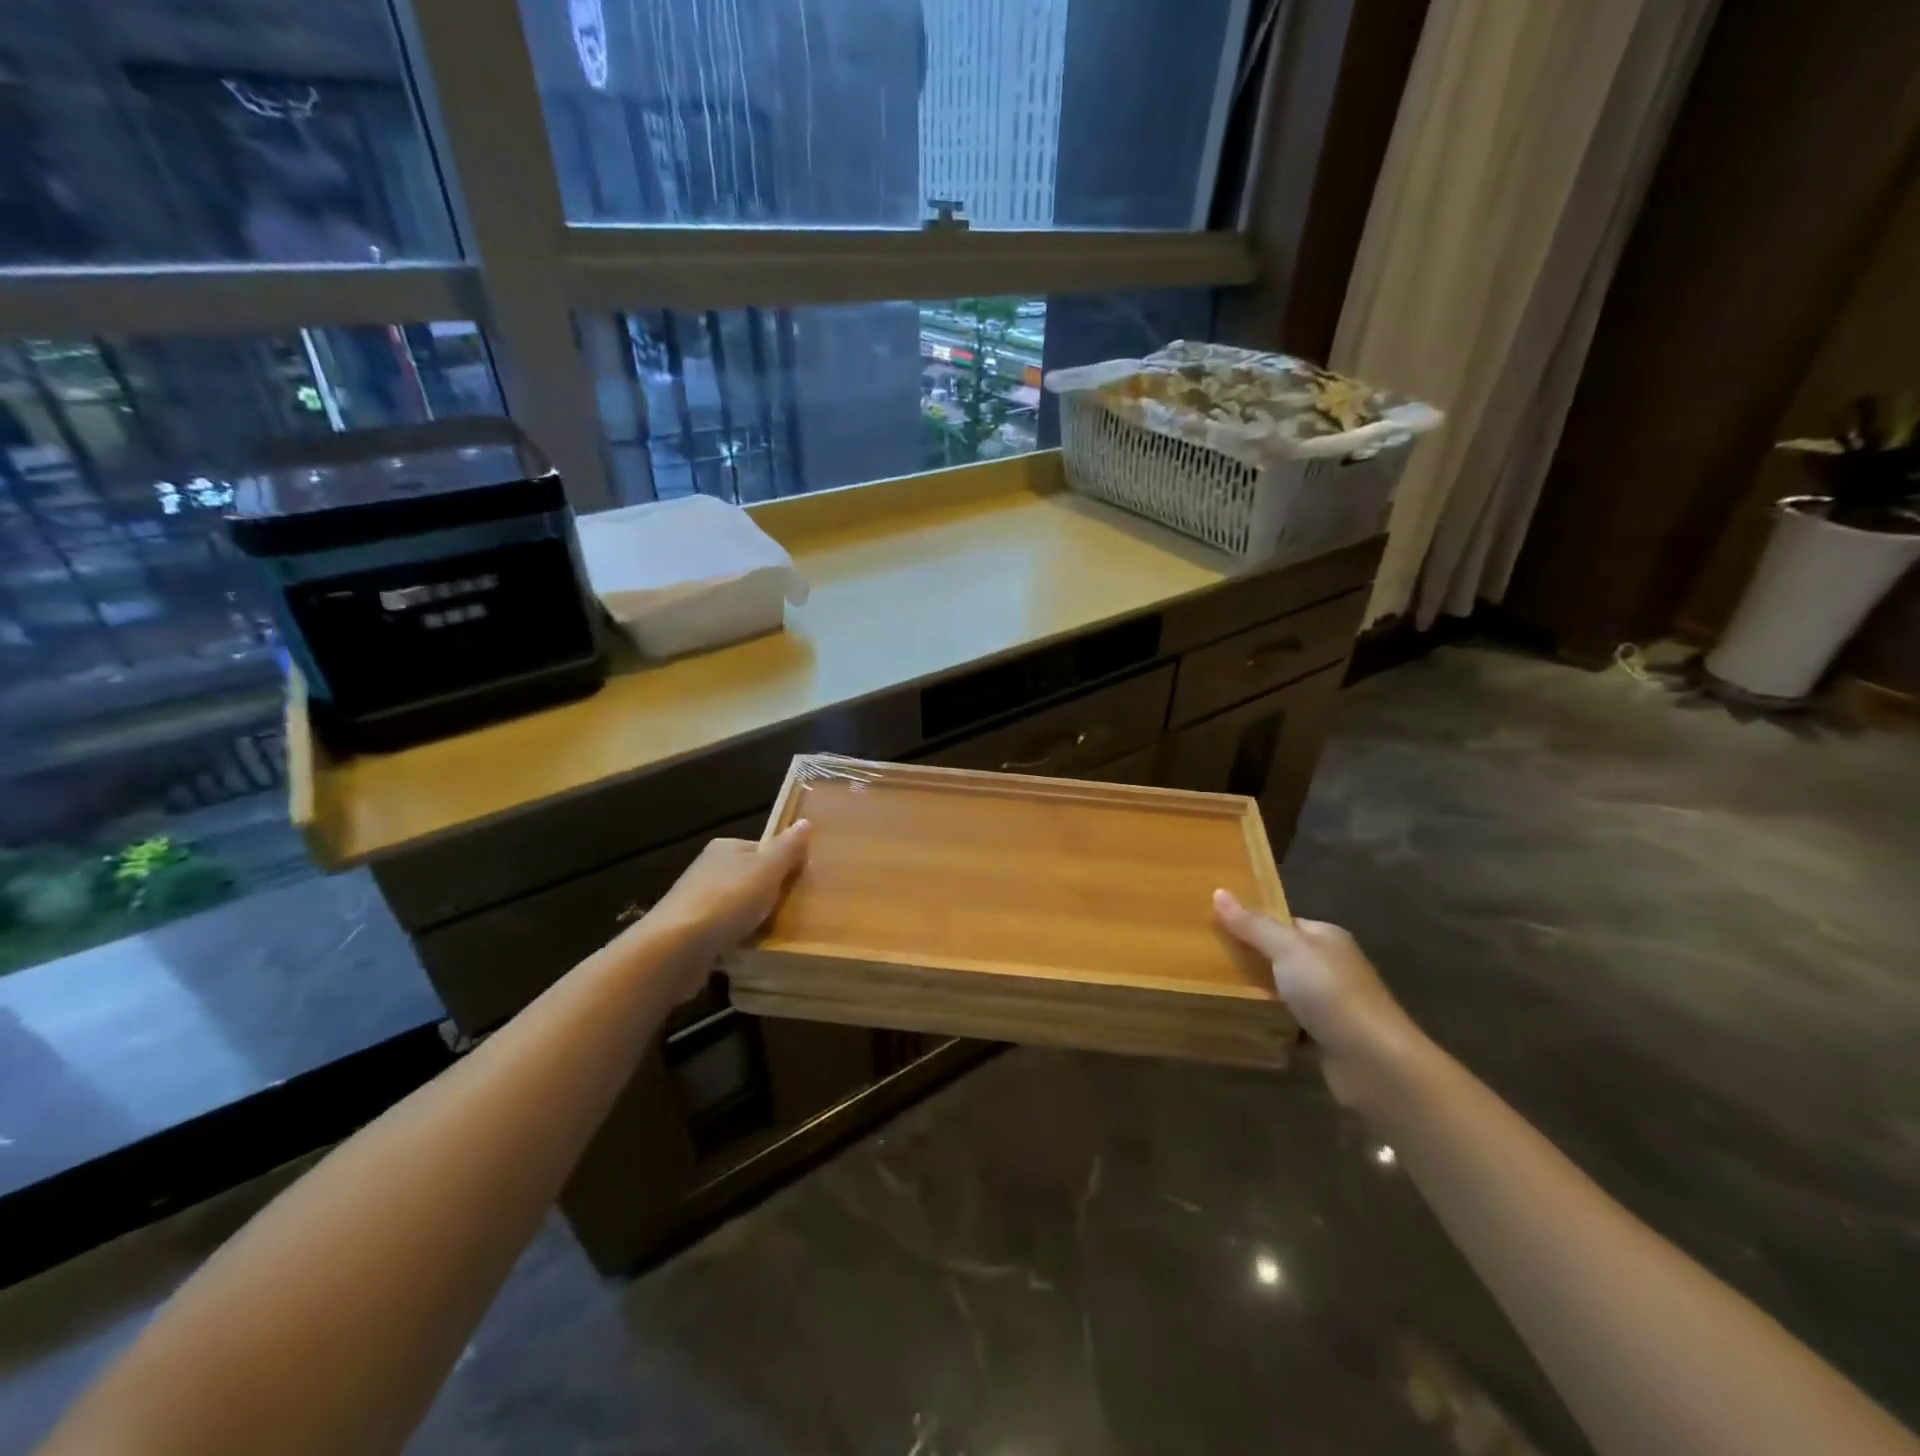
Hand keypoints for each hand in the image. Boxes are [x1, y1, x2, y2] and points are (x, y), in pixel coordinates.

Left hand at [627, 821, 811, 997]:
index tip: (800, 883)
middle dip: (767, 892)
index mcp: (725, 847)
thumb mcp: (767, 869)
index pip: (761, 849)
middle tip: (791, 909)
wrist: (676, 946)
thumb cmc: (728, 899)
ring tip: (772, 931)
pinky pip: (721, 929)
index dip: (782, 864)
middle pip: (748, 876)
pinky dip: (735, 936)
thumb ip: (788, 848)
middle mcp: (707, 868)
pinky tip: (746, 948)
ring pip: (735, 904)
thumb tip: (805, 822)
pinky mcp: (689, 931)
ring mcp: (695, 900)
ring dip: (750, 916)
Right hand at [1213, 889, 1423, 1106]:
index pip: (1283, 923)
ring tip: (1214, 991)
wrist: (1375, 1062)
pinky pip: (1288, 1025)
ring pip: (1283, 993)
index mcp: (1326, 938)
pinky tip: (1242, 1025)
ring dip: (1257, 995)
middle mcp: (1331, 967)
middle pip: (1281, 957)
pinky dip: (1269, 1025)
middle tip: (1206, 961)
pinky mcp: (1326, 1039)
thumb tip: (1218, 891)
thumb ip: (1253, 925)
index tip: (1214, 927)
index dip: (1251, 923)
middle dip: (1249, 960)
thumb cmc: (1331, 993)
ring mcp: (1330, 1005)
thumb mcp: (1287, 949)